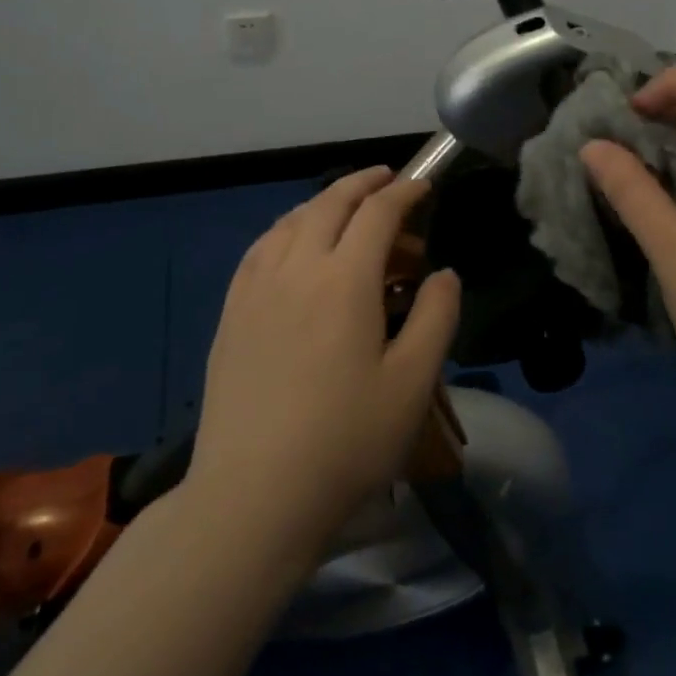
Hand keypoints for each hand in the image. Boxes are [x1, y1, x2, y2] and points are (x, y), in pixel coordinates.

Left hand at [187, 167, 461, 552]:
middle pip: (329, 204)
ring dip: (323, 203)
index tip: (423, 186)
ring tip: (345, 207)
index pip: (377, 213)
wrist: (254, 495)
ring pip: (291, 221)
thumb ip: (435, 317)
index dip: (404, 192)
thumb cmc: (346, 441)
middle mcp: (296, 268)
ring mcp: (255, 289)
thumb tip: (444, 274)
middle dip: (362, 184)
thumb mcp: (412, 383)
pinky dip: (286, 229)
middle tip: (387, 179)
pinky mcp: (230, 313)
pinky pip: (260, 248)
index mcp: (344, 280)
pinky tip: (292, 244)